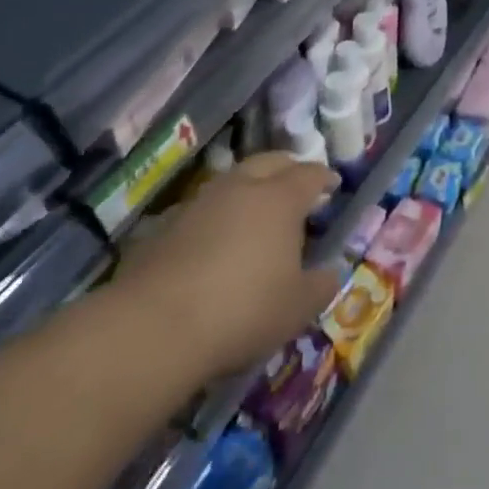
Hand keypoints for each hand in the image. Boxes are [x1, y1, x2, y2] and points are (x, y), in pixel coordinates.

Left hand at [118, 154, 343, 377]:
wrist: (155, 326)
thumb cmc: (243, 310)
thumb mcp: (298, 307)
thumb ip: (320, 285)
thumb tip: (329, 272)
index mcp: (280, 199)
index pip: (309, 174)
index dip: (324, 177)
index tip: (333, 184)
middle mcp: (241, 188)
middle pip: (269, 162)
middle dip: (287, 168)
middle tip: (297, 184)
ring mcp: (199, 202)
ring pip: (232, 180)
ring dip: (249, 188)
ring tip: (257, 211)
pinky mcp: (166, 224)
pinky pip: (203, 208)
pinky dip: (218, 215)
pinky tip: (217, 240)